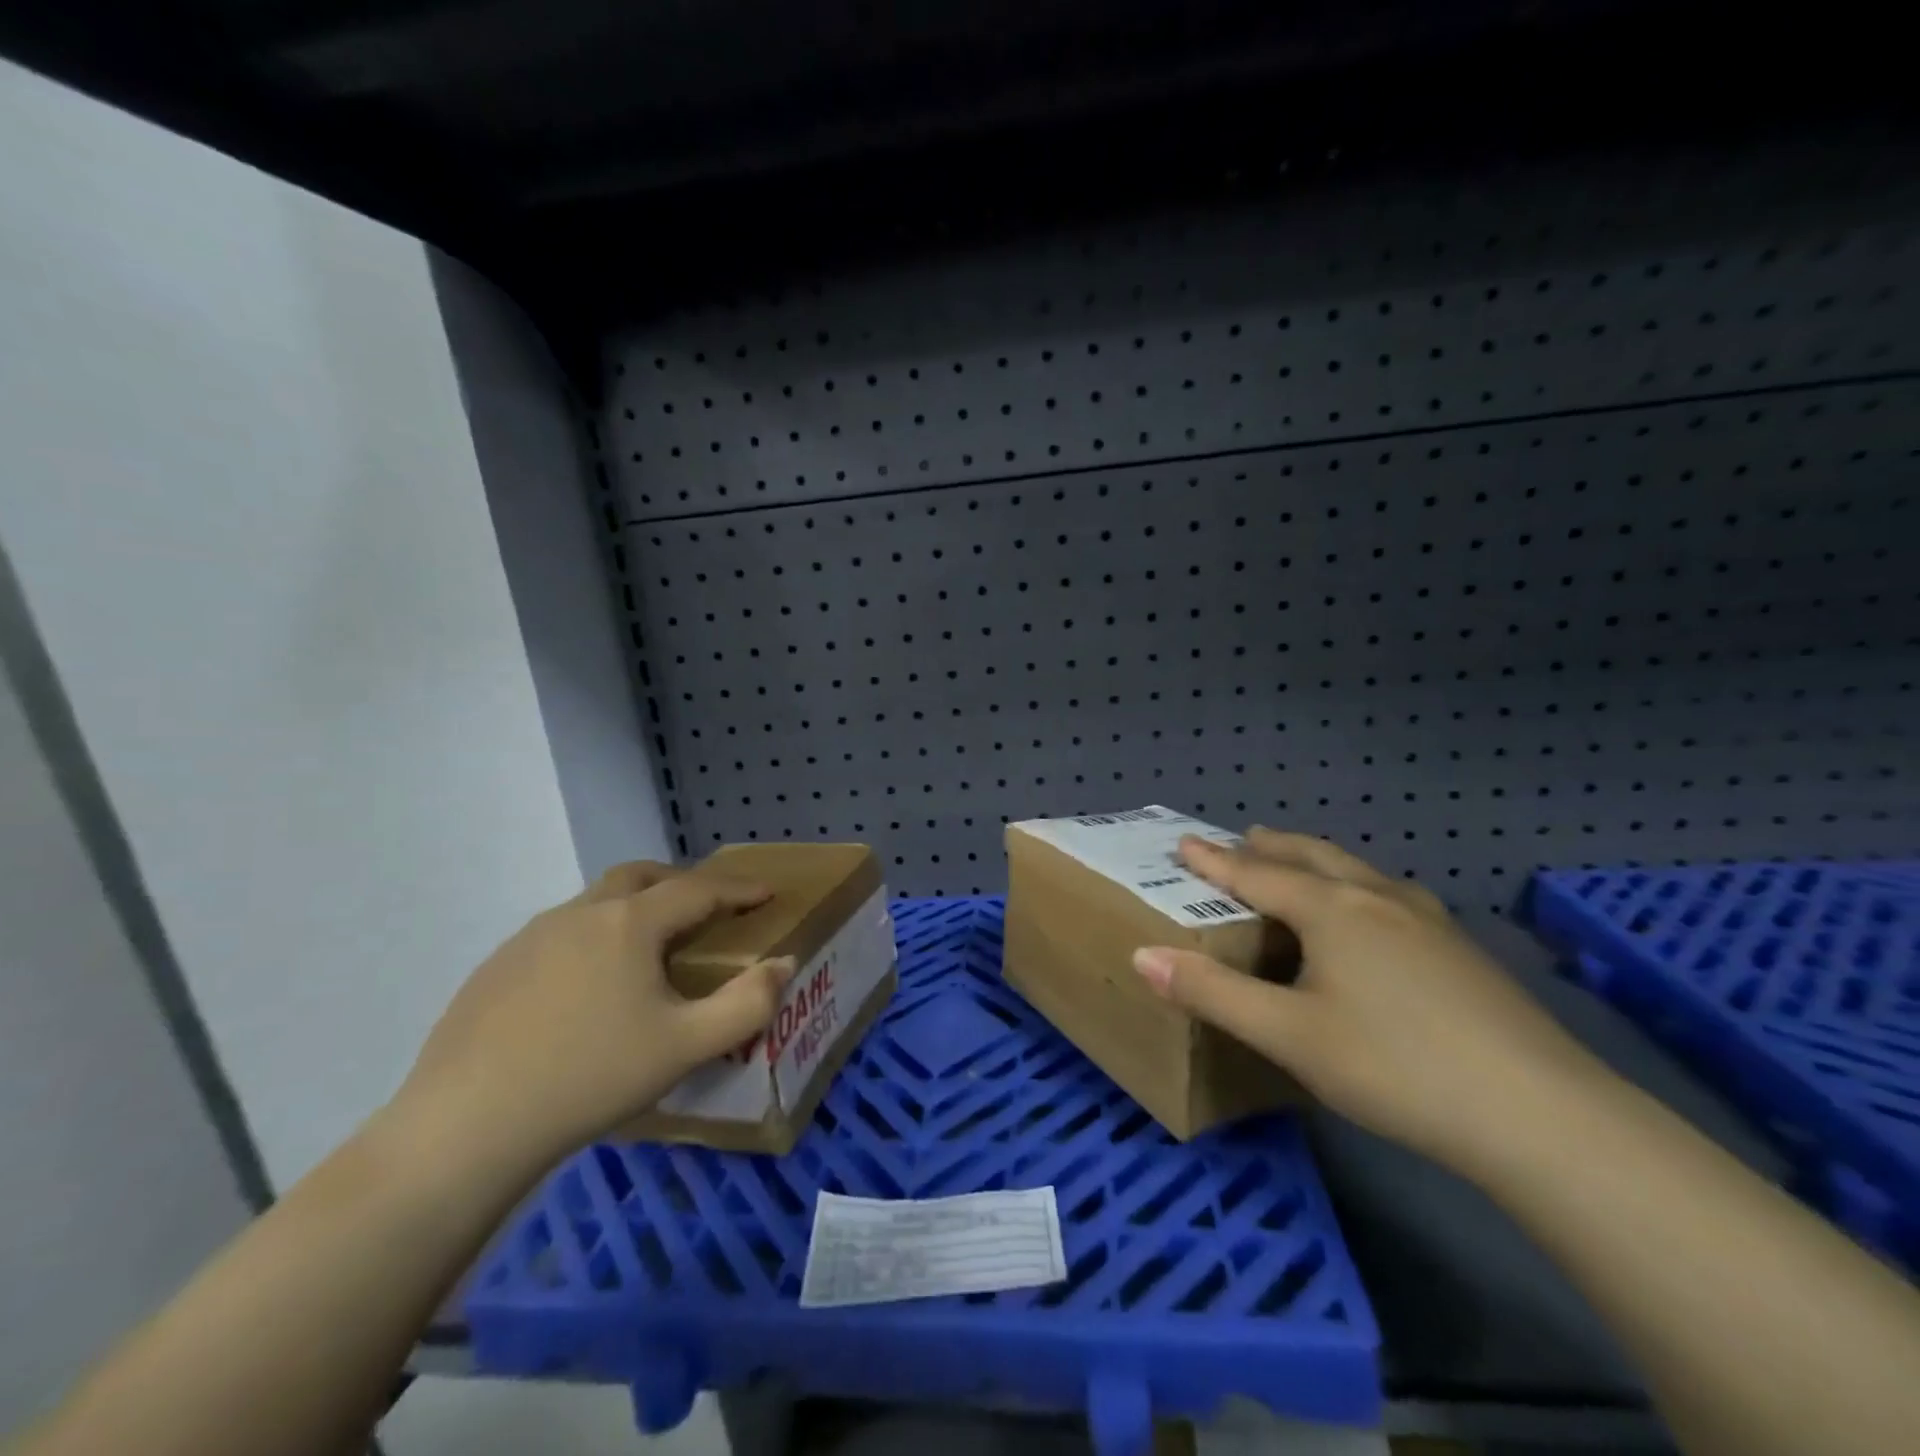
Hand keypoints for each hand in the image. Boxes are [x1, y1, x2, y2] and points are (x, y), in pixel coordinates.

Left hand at [391, 862, 792, 1166]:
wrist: (465, 1127)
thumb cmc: (591, 1077)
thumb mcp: (686, 1046)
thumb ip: (748, 1003)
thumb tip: (784, 964)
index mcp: (629, 923)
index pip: (698, 889)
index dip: (738, 889)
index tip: (766, 893)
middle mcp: (579, 914)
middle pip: (640, 877)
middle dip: (681, 882)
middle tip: (706, 907)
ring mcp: (529, 938)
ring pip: (595, 902)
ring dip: (632, 908)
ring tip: (648, 948)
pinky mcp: (495, 968)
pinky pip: (559, 934)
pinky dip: (592, 938)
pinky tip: (587, 987)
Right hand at [1132, 829, 1596, 1173]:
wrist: (1541, 1115)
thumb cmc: (1395, 1066)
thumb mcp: (1288, 1035)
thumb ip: (1213, 994)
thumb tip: (1142, 956)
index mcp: (1331, 910)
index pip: (1257, 874)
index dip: (1215, 861)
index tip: (1185, 842)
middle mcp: (1377, 899)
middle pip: (1312, 857)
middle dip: (1271, 845)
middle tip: (1242, 837)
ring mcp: (1428, 921)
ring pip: (1358, 873)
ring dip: (1318, 861)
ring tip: (1301, 864)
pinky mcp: (1462, 951)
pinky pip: (1391, 897)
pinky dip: (1358, 888)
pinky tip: (1376, 916)